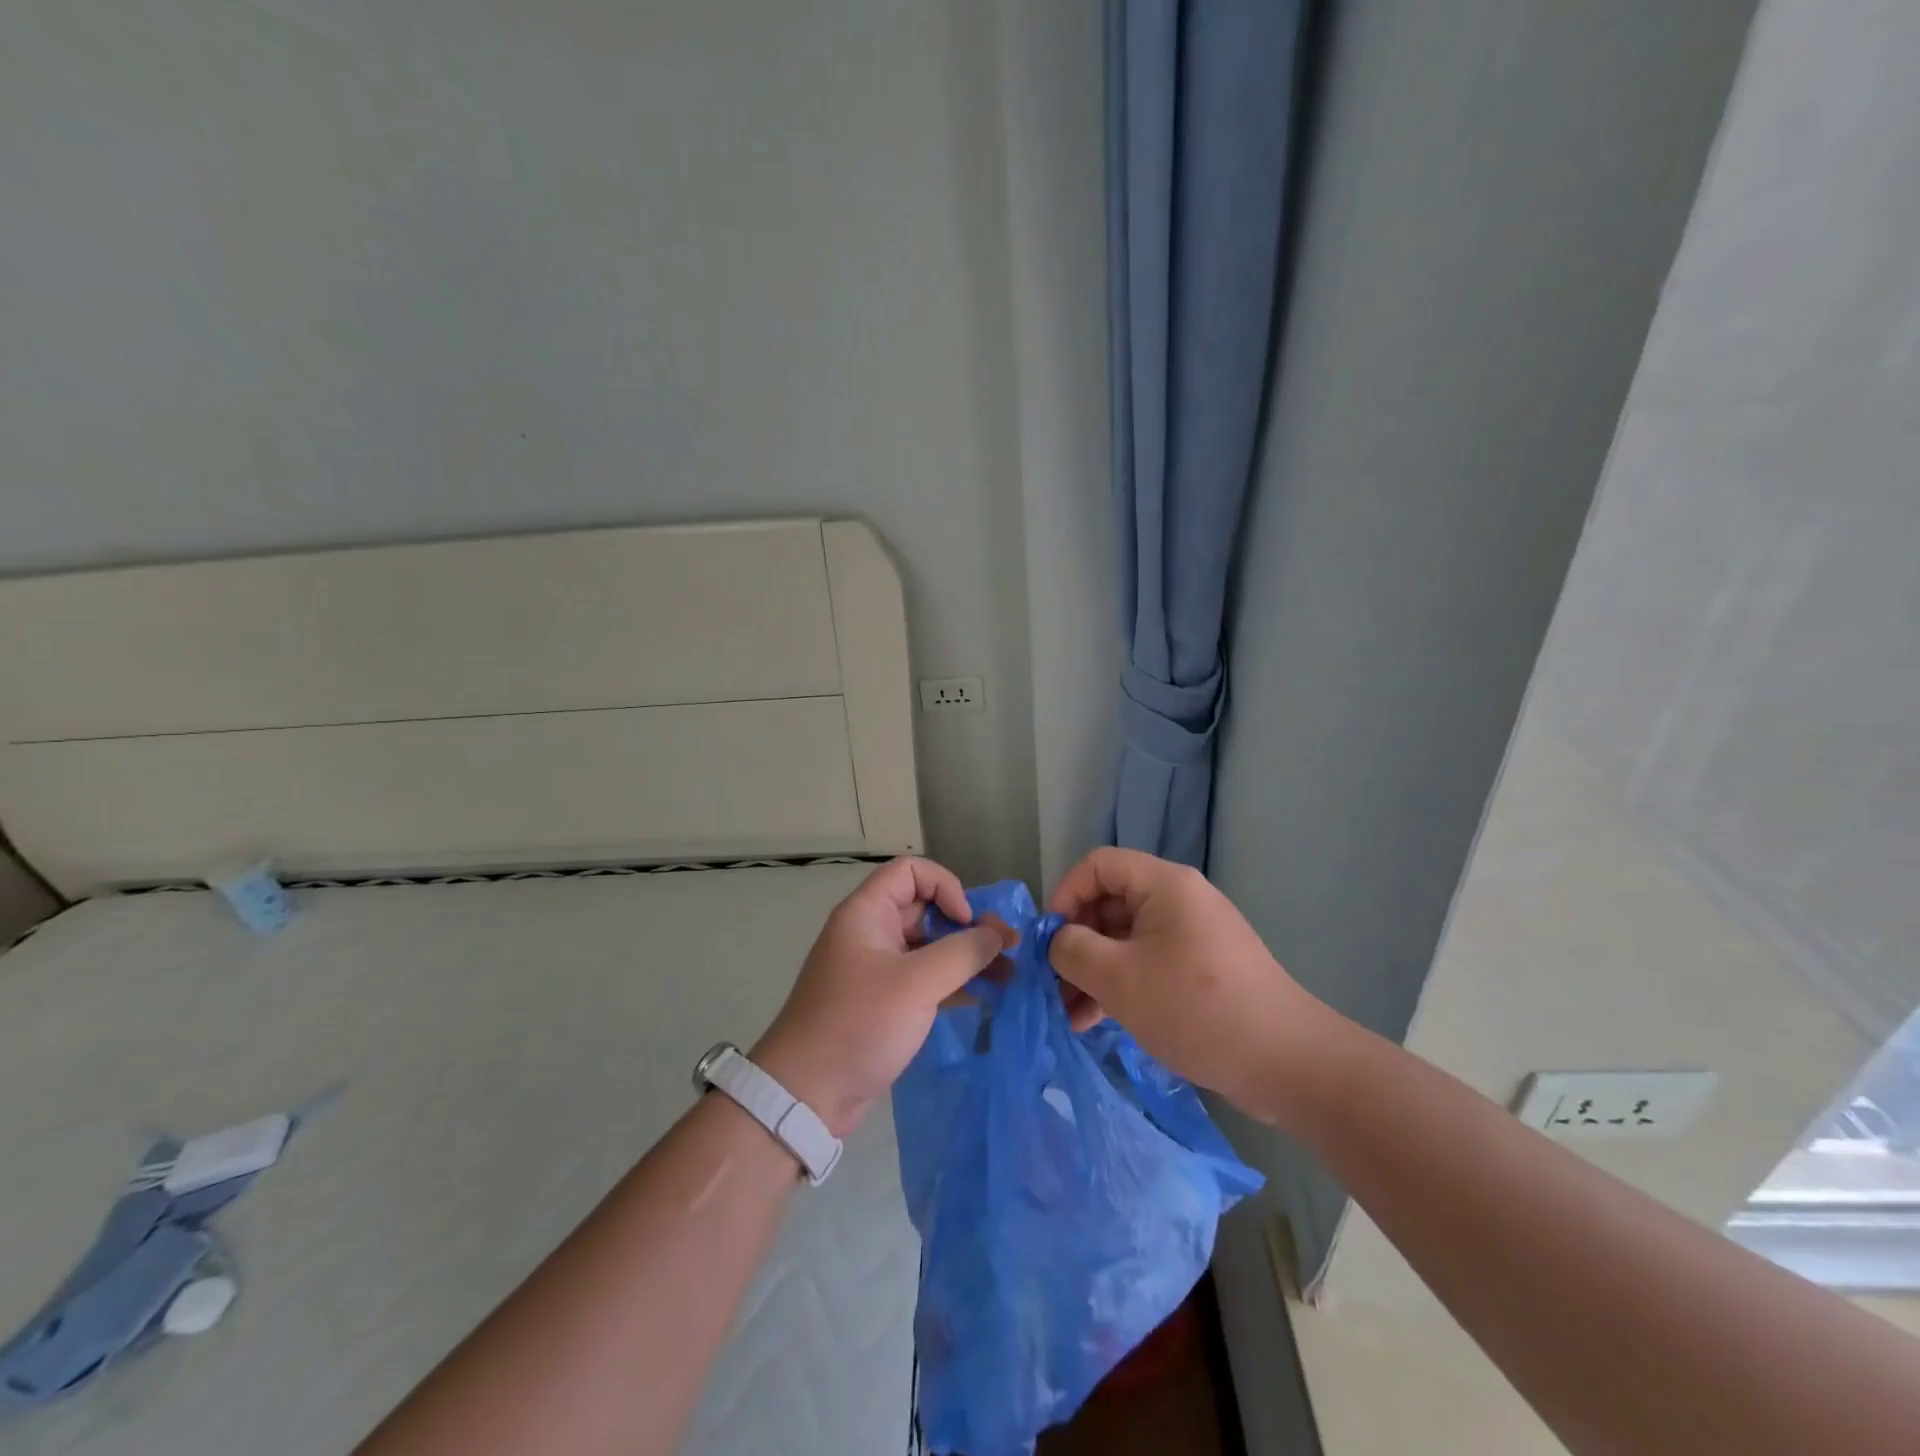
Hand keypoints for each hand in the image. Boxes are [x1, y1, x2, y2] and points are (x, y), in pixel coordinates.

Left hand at [753, 858, 1013, 1137]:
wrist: (806, 1095)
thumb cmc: (858, 1024)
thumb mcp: (916, 984)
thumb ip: (962, 953)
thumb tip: (997, 936)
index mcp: (867, 913)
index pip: (911, 872)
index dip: (945, 887)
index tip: (965, 922)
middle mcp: (872, 933)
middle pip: (926, 909)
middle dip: (969, 925)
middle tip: (1010, 948)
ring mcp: (879, 969)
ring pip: (931, 947)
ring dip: (968, 956)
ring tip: (1010, 974)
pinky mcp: (886, 1002)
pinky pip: (927, 978)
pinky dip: (956, 982)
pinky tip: (988, 995)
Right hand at [1048, 848, 1331, 1123]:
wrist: (1287, 1063)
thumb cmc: (1196, 1008)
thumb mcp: (1119, 978)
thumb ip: (1073, 950)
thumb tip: (1057, 941)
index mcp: (1164, 885)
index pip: (1098, 865)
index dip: (1065, 894)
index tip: (1050, 939)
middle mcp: (1179, 901)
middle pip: (1109, 903)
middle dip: (1076, 942)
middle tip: (1052, 984)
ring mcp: (1191, 936)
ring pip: (1124, 939)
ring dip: (1092, 971)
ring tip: (1068, 1014)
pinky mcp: (1200, 970)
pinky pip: (1146, 964)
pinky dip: (1118, 986)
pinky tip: (1094, 1022)